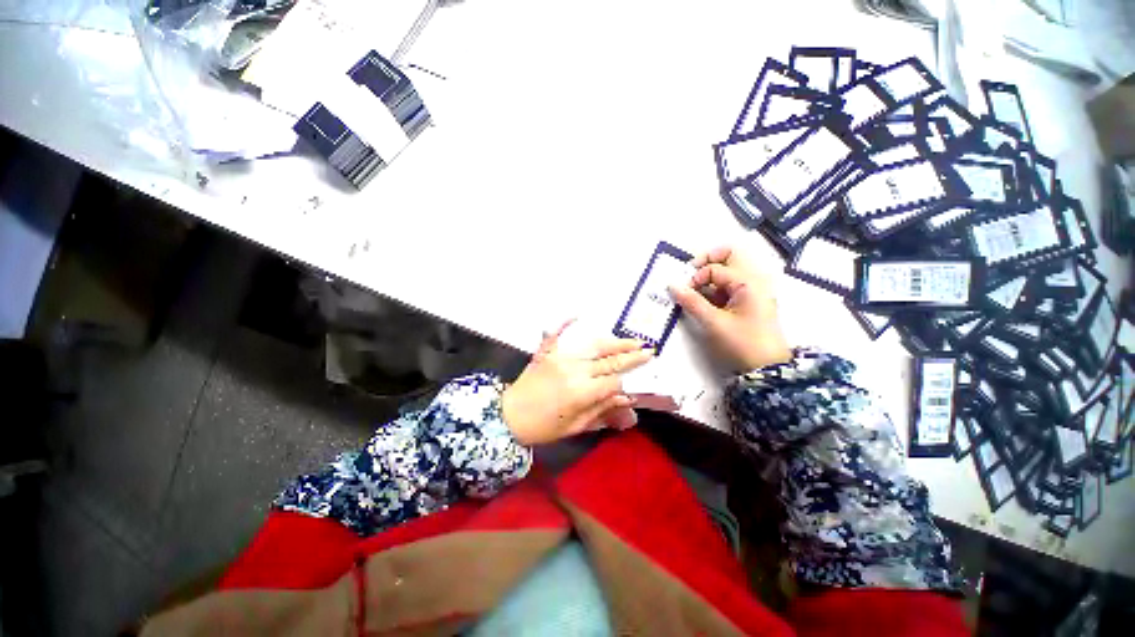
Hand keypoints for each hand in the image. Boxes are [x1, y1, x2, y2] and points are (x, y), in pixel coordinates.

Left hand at [502, 322, 653, 445]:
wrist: (509, 416)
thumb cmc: (544, 427)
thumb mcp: (576, 426)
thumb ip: (602, 411)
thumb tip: (628, 402)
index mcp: (582, 392)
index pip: (614, 381)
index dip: (628, 381)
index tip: (641, 378)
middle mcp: (575, 369)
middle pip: (609, 360)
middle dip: (631, 356)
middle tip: (648, 349)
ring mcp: (561, 357)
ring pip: (593, 346)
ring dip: (614, 342)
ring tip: (631, 341)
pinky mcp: (548, 351)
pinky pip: (560, 334)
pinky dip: (567, 322)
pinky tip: (577, 313)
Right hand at [668, 246, 790, 371]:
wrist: (767, 369)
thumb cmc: (742, 343)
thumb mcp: (713, 323)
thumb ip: (691, 302)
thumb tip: (672, 285)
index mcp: (748, 282)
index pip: (715, 268)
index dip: (696, 278)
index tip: (684, 293)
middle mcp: (753, 281)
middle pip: (729, 257)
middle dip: (706, 262)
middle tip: (690, 275)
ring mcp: (753, 291)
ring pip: (727, 273)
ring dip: (708, 279)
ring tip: (695, 296)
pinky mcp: (749, 302)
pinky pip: (729, 287)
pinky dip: (714, 291)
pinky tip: (704, 305)